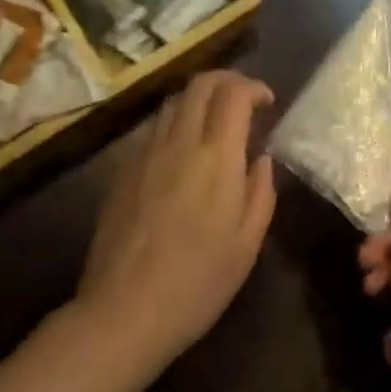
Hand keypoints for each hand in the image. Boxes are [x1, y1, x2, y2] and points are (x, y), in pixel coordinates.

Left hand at [74, 70, 276, 372]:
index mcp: (216, 157)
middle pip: (200, 83)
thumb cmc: (197, 283)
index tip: (267, 101)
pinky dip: (176, 121)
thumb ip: (260, 192)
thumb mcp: (247, 244)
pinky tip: (183, 150)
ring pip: (174, 101)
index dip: (253, 87)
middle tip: (243, 98)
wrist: (124, 312)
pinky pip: (155, 128)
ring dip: (199, 98)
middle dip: (226, 79)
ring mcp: (147, 152)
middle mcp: (180, 142)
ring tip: (214, 120)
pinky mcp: (124, 169)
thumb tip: (262, 158)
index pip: (233, 94)